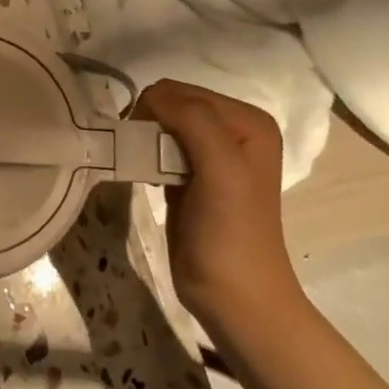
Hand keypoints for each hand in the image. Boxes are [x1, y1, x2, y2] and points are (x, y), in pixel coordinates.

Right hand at [133, 81, 298, 321]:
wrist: (233, 296)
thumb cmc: (230, 233)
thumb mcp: (221, 168)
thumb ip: (193, 121)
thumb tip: (151, 95)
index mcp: (248, 121)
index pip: (183, 91)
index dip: (157, 110)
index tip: (142, 142)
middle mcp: (233, 130)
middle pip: (171, 104)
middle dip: (150, 123)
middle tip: (140, 155)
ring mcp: (211, 154)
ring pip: (161, 125)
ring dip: (144, 140)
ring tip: (141, 166)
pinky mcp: (189, 176)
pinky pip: (158, 148)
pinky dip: (144, 156)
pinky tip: (144, 175)